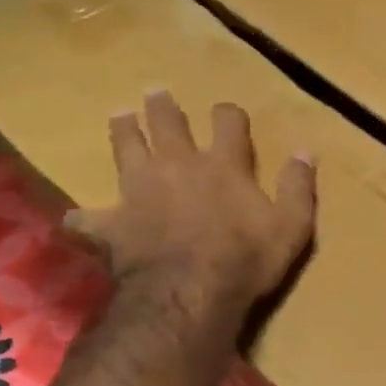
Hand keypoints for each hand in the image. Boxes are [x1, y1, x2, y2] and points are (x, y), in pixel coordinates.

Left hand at [67, 92, 315, 318]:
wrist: (190, 293)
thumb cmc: (247, 259)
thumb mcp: (292, 226)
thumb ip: (298, 187)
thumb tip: (306, 151)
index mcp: (222, 165)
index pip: (227, 123)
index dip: (228, 113)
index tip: (227, 111)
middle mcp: (178, 166)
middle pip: (167, 124)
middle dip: (163, 107)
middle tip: (156, 93)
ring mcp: (139, 191)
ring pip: (125, 148)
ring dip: (122, 131)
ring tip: (119, 116)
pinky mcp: (113, 222)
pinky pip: (89, 217)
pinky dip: (84, 218)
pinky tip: (79, 218)